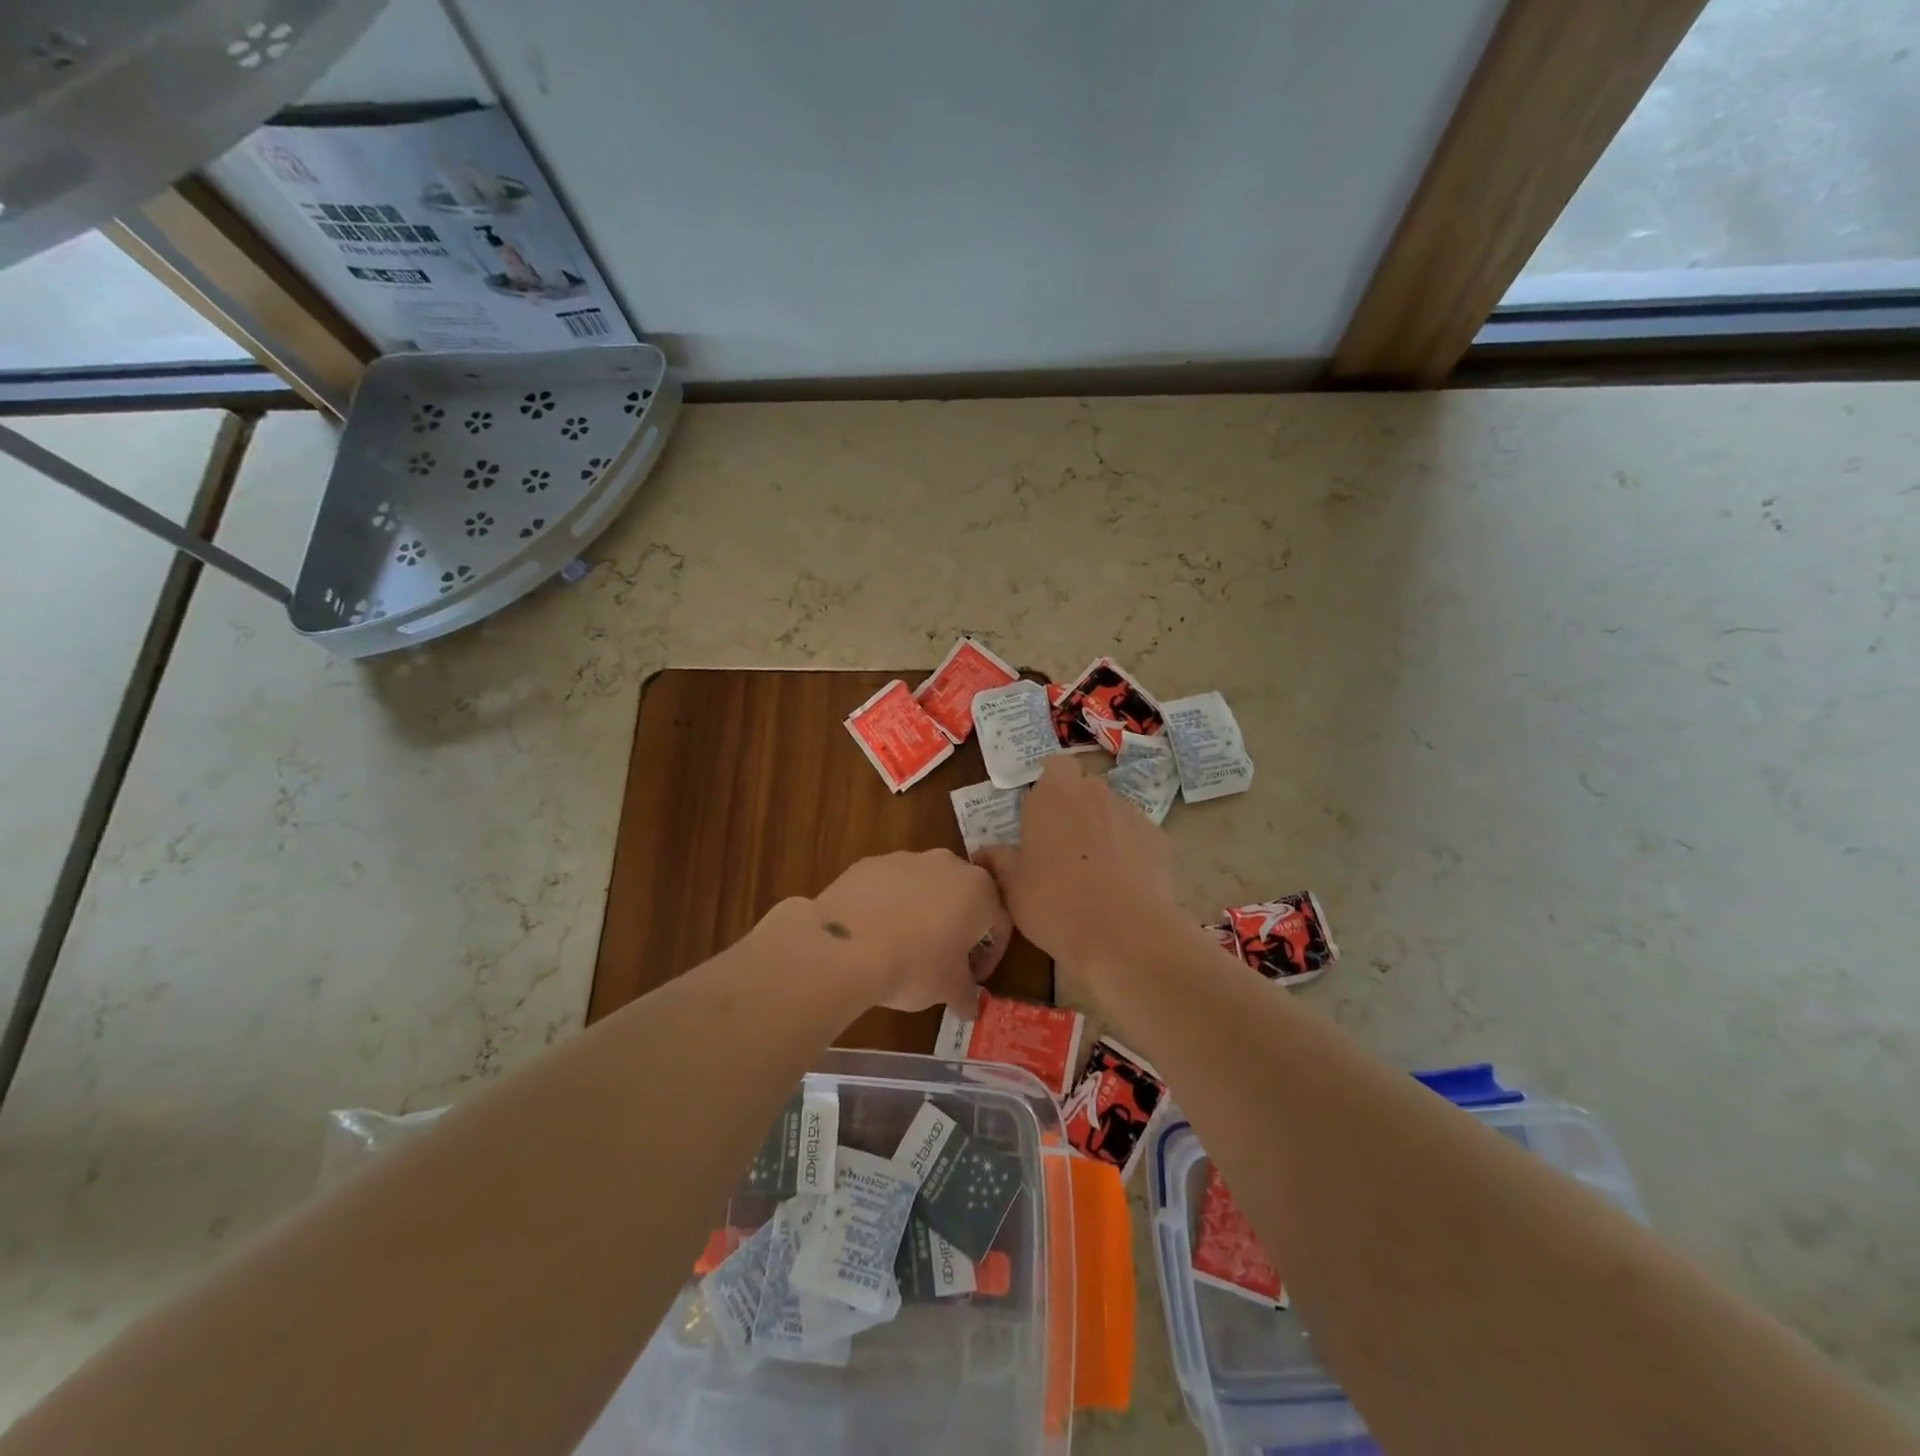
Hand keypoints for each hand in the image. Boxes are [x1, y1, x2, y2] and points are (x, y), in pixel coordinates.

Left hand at [807, 850, 1011, 1012]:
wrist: (847, 946)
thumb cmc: (915, 965)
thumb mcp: (949, 989)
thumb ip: (967, 994)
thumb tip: (971, 1006)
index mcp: (979, 891)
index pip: (998, 923)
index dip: (989, 956)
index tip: (973, 978)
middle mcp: (948, 864)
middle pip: (962, 897)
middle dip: (957, 926)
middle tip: (943, 960)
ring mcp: (907, 858)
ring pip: (925, 887)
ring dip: (922, 912)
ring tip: (903, 946)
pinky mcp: (871, 862)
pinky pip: (890, 885)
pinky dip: (889, 904)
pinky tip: (875, 933)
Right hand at [975, 756, 1178, 970]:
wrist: (1125, 934)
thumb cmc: (1055, 902)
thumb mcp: (1012, 887)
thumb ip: (998, 861)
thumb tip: (984, 852)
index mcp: (1055, 794)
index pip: (1056, 766)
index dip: (1050, 786)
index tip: (1042, 814)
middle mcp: (1095, 793)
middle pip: (1085, 788)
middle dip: (1076, 807)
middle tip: (1062, 845)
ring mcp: (1132, 814)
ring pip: (1113, 811)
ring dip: (1103, 829)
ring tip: (1095, 870)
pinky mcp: (1159, 839)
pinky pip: (1137, 837)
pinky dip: (1130, 851)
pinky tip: (1123, 884)